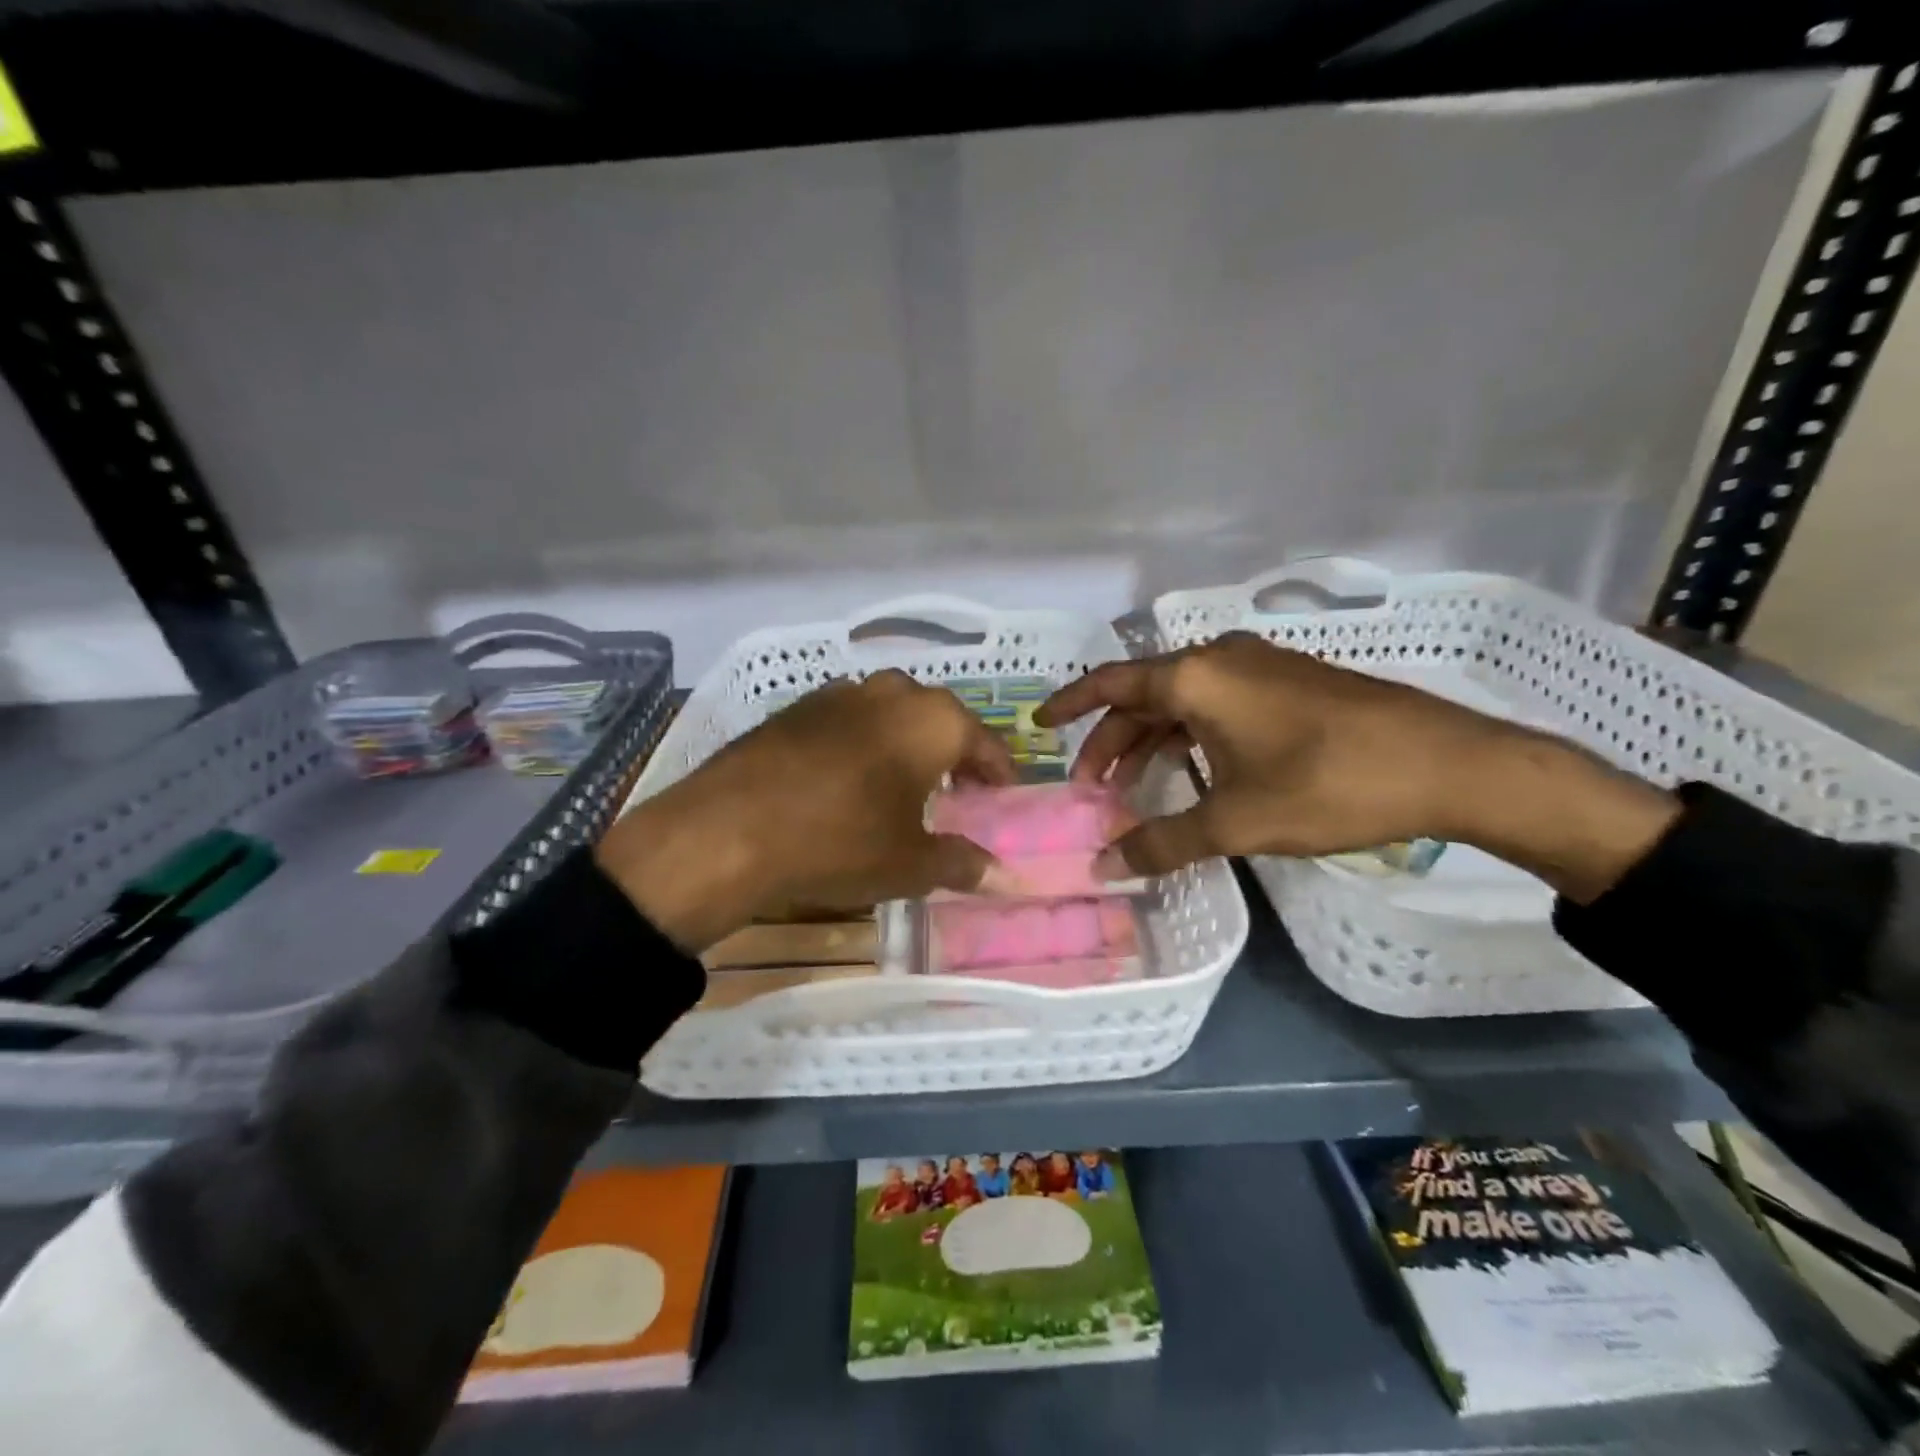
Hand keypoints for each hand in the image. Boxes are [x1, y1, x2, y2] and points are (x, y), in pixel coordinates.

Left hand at [595, 671, 1014, 949]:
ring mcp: (839, 694)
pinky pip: (848, 720)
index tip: (1003, 795)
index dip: (999, 771)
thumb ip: (963, 864)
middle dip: (953, 751)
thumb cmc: (840, 842)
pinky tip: (848, 777)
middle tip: (956, 789)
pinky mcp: (796, 708)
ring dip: (905, 742)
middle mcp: (891, 693)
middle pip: (939, 719)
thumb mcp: (910, 864)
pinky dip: (862, 742)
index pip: (984, 741)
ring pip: (891, 713)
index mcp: (932, 721)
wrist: (729, 830)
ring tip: (902, 781)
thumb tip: (1006, 877)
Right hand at [1036, 633, 1679, 901]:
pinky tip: (1193, 771)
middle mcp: (1222, 658)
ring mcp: (1260, 667)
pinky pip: (1217, 703)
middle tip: (1091, 788)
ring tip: (1132, 787)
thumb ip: (1163, 842)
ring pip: (1182, 700)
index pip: (1111, 683)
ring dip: (1151, 740)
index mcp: (1197, 676)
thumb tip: (1103, 867)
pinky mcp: (1290, 684)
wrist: (1451, 765)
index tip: (1039, 724)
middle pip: (1144, 695)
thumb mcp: (1236, 821)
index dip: (1071, 705)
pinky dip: (1189, 735)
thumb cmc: (1330, 784)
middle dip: (1111, 740)